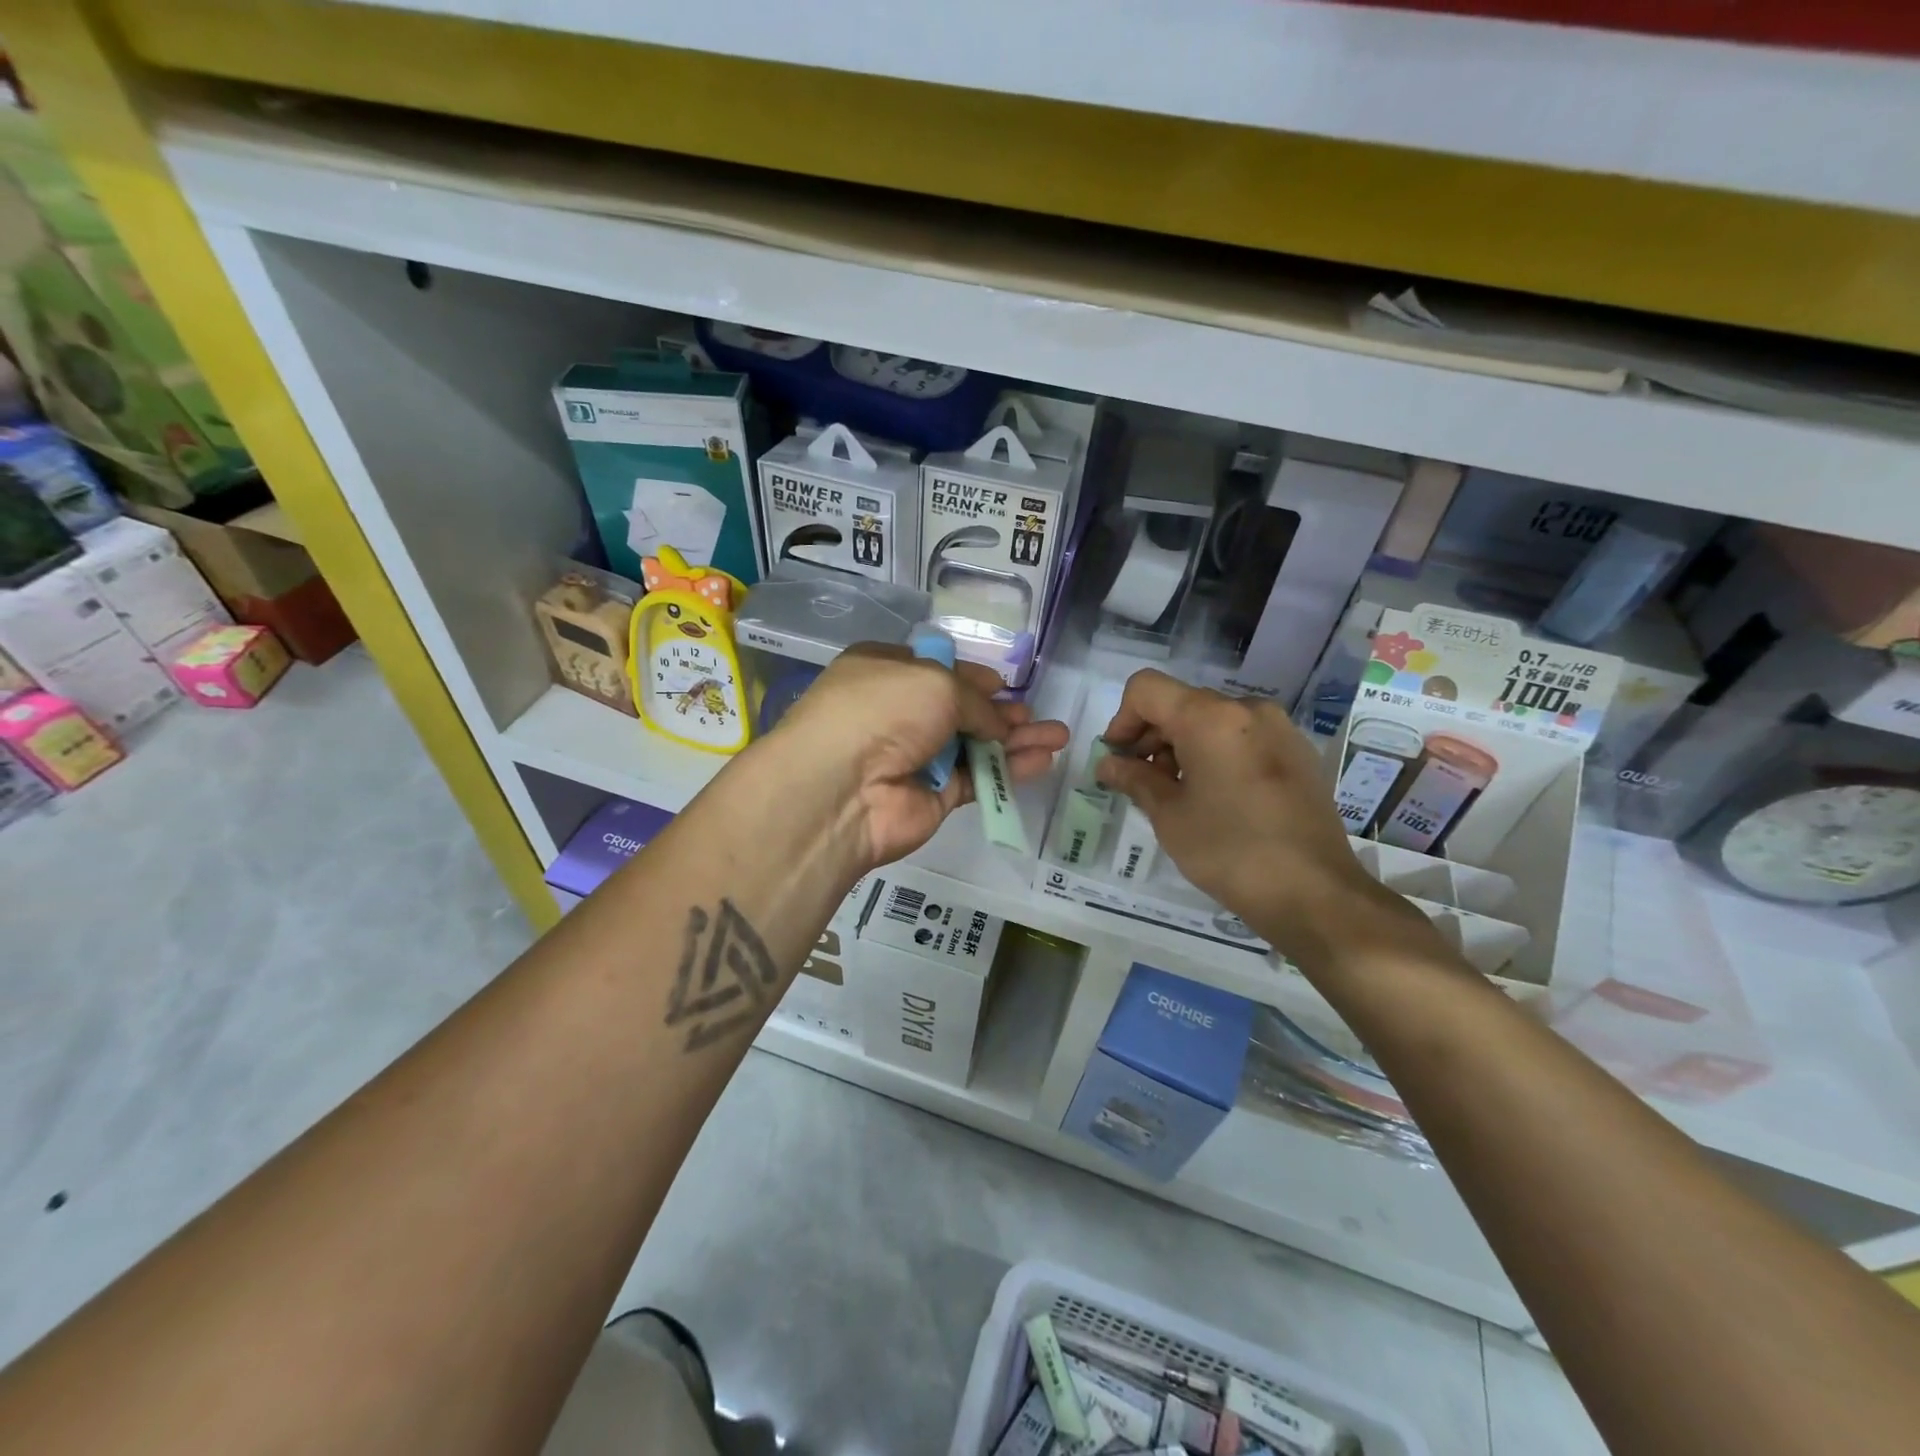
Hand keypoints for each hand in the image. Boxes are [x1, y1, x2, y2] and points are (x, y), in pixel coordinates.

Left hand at [766, 644, 1069, 868]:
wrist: (842, 788)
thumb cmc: (882, 710)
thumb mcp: (936, 682)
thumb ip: (976, 702)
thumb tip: (996, 723)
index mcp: (886, 672)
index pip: (935, 670)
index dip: (971, 676)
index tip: (1001, 683)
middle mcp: (899, 713)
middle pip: (961, 710)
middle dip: (1000, 711)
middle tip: (1035, 715)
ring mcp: (916, 757)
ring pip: (975, 746)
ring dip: (1016, 740)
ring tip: (1059, 736)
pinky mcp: (934, 797)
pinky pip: (978, 779)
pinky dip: (1010, 770)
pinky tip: (1043, 760)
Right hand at [1097, 670, 1425, 967]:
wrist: (1316, 893)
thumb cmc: (1230, 851)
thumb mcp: (1170, 816)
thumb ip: (1135, 779)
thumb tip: (1108, 763)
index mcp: (1211, 717)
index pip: (1147, 689)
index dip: (1122, 720)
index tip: (1118, 759)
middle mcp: (1247, 710)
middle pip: (1181, 703)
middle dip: (1151, 736)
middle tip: (1141, 782)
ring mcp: (1278, 729)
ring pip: (1212, 720)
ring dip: (1183, 746)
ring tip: (1178, 795)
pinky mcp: (1298, 753)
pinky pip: (1242, 738)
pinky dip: (1216, 754)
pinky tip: (1215, 798)